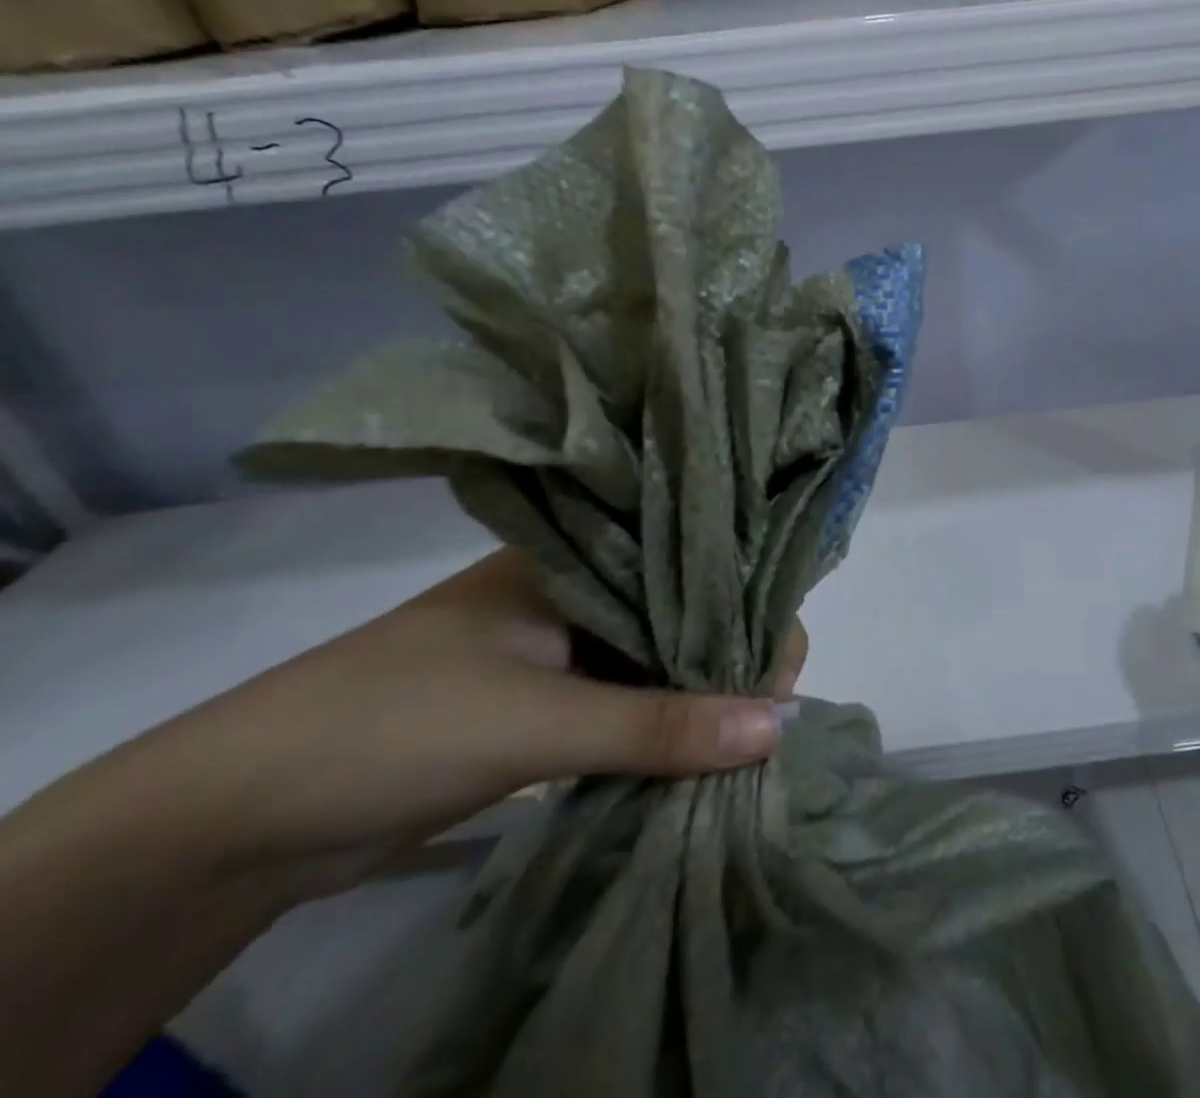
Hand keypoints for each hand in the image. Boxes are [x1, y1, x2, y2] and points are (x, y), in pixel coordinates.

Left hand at [119, 550, 800, 900]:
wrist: (234, 821)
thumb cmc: (394, 725)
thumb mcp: (538, 720)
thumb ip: (660, 724)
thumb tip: (780, 725)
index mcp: (576, 558)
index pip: (689, 562)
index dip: (745, 602)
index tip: (783, 662)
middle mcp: (575, 592)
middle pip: (678, 612)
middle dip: (729, 654)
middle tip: (777, 708)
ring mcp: (557, 649)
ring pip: (654, 660)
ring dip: (698, 694)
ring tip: (754, 731)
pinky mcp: (542, 704)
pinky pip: (624, 703)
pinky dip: (661, 726)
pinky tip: (702, 748)